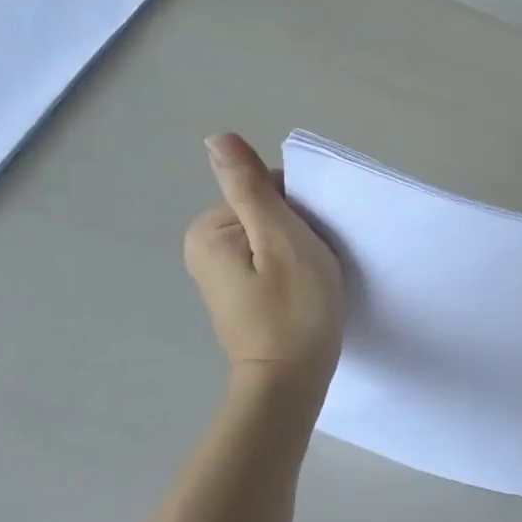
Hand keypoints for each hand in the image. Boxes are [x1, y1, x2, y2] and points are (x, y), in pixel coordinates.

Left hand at [184, 133, 343, 386]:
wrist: (291, 383)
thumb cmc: (293, 308)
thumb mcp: (279, 239)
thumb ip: (250, 188)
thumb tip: (216, 138)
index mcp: (210, 230)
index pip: (267, 190)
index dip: (301, 210)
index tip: (314, 242)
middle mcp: (205, 247)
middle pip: (269, 212)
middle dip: (299, 230)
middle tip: (315, 264)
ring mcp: (221, 273)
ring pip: (274, 237)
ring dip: (300, 250)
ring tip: (314, 279)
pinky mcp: (239, 294)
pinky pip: (272, 261)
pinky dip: (293, 270)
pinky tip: (304, 292)